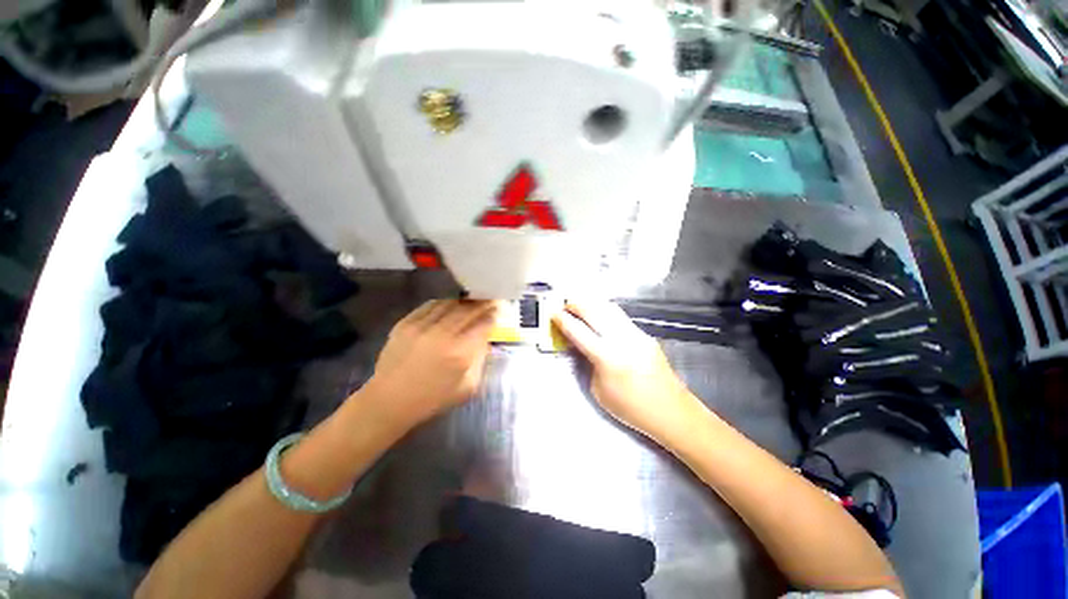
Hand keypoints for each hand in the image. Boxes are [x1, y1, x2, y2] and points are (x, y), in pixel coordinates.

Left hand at [365, 300, 497, 428]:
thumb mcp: (468, 387)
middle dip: (482, 304)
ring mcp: (421, 326)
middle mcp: (442, 334)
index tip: (499, 310)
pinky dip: (444, 303)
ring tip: (471, 302)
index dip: (493, 315)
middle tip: (490, 300)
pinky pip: (430, 305)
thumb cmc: (432, 399)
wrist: (389, 401)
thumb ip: (480, 360)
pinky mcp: (405, 323)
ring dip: (464, 302)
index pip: (483, 324)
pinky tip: (449, 306)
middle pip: (469, 310)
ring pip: (450, 304)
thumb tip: (485, 338)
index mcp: (460, 352)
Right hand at [552, 300, 701, 441]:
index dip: (563, 320)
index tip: (553, 313)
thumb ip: (587, 364)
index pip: (578, 331)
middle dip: (576, 304)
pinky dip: (605, 311)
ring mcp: (636, 334)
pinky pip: (620, 317)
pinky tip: (600, 316)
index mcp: (607, 357)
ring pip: (609, 308)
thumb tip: (580, 345)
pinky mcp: (645, 335)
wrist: (671, 411)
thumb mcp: (598, 391)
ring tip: (580, 306)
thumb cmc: (631, 408)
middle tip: (565, 305)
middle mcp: (622, 339)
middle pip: (594, 311)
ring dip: (591, 303)